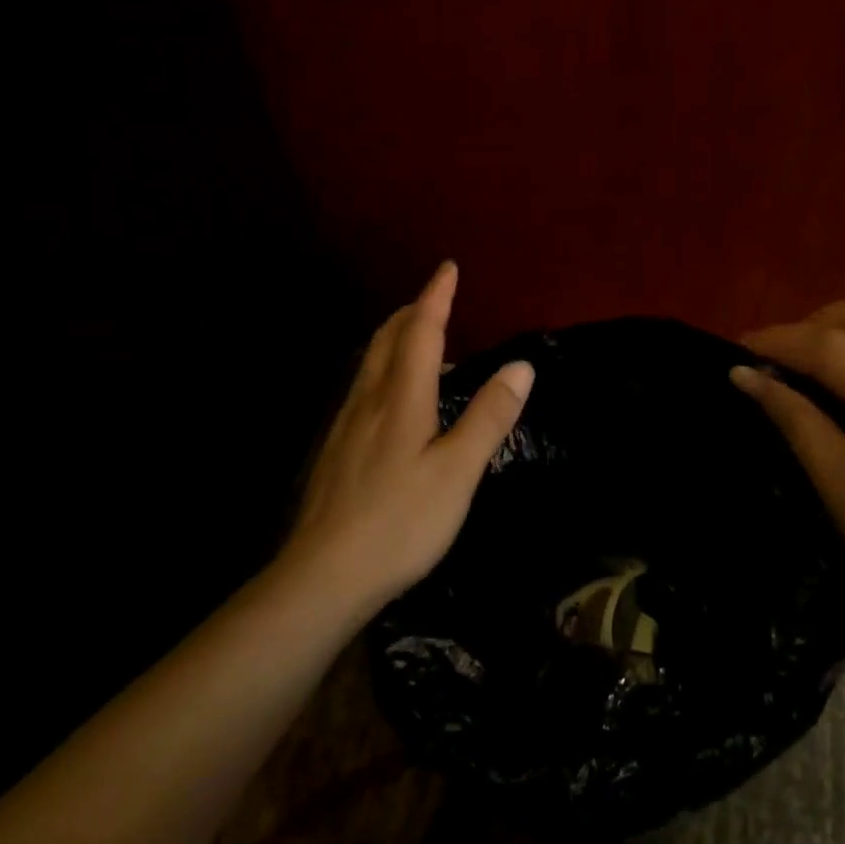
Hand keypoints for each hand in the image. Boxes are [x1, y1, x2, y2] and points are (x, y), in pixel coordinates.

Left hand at [284, 262, 533, 608]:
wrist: (323, 575)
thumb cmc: (401, 521)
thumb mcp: (457, 472)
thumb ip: (489, 417)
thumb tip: (521, 366)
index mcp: (401, 398)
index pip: (421, 332)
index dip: (436, 297)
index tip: (448, 267)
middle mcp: (369, 400)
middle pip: (387, 338)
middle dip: (412, 311)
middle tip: (435, 299)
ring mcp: (346, 425)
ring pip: (369, 362)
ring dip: (395, 337)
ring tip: (418, 340)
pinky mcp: (336, 449)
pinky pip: (363, 388)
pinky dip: (383, 368)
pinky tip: (391, 398)